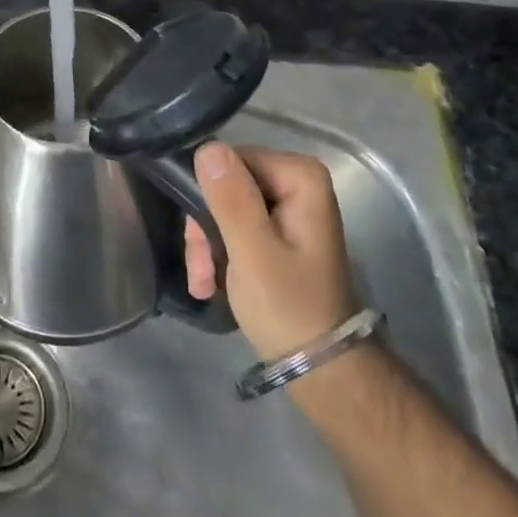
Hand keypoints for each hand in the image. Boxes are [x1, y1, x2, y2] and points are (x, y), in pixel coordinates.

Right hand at [185, 144, 359, 362]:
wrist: (321, 369)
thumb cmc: (288, 307)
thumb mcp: (252, 253)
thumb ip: (231, 199)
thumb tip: (207, 147)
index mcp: (300, 177)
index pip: (229, 161)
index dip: (207, 198)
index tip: (196, 243)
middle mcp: (297, 181)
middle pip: (225, 185)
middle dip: (205, 229)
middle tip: (199, 271)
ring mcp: (289, 206)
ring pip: (224, 206)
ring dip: (207, 245)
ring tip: (204, 283)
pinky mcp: (279, 228)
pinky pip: (235, 223)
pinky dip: (220, 252)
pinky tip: (212, 282)